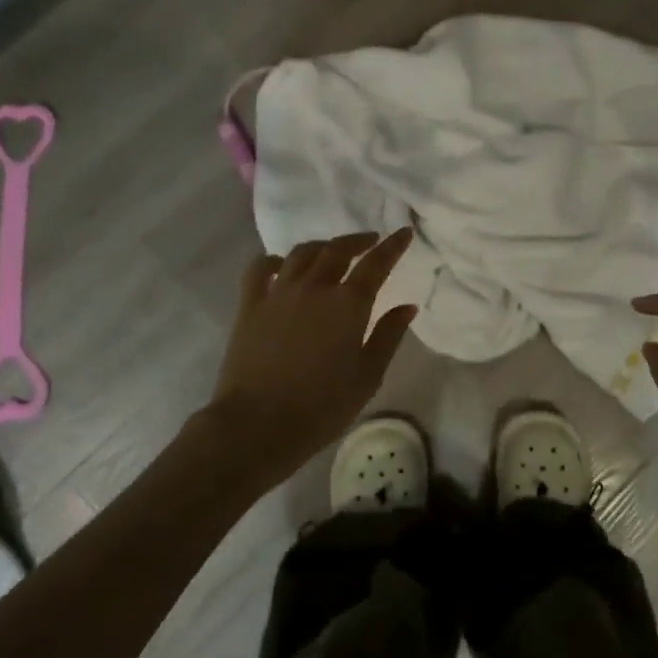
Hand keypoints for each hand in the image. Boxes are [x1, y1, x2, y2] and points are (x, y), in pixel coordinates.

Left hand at [196, 230, 416, 493]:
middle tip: (370, 242)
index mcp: (348, 303)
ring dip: (322, 246)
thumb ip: (389, 336)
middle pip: (338, 250)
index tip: (404, 232)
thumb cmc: (322, 407)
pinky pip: (260, 268)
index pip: (376, 263)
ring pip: (302, 253)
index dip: (392, 245)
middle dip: (358, 241)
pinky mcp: (250, 305)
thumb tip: (407, 306)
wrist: (257, 425)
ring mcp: (278, 292)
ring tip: (331, 251)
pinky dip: (275, 260)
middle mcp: (314, 287)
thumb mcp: (367, 376)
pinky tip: (281, 265)